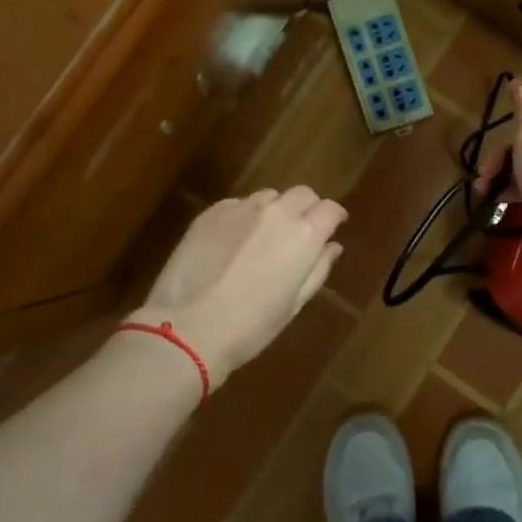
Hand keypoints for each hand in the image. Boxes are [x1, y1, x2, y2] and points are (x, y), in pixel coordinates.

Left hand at [131, 186, 345, 382]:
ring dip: (275, 210)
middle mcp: (276, 212)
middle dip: (307, 208)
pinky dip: (244, 216)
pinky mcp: (211, 212)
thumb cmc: (250, 326)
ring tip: (264, 236)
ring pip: (269, 196)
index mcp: (304, 235)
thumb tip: (332, 246)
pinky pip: (237, 204)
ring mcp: (241, 208)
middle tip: (301, 231)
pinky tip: (234, 241)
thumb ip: (318, 269)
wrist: (187, 328)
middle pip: (302, 193)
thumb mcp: (294, 304)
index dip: (334, 216)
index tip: (333, 226)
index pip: (330, 209)